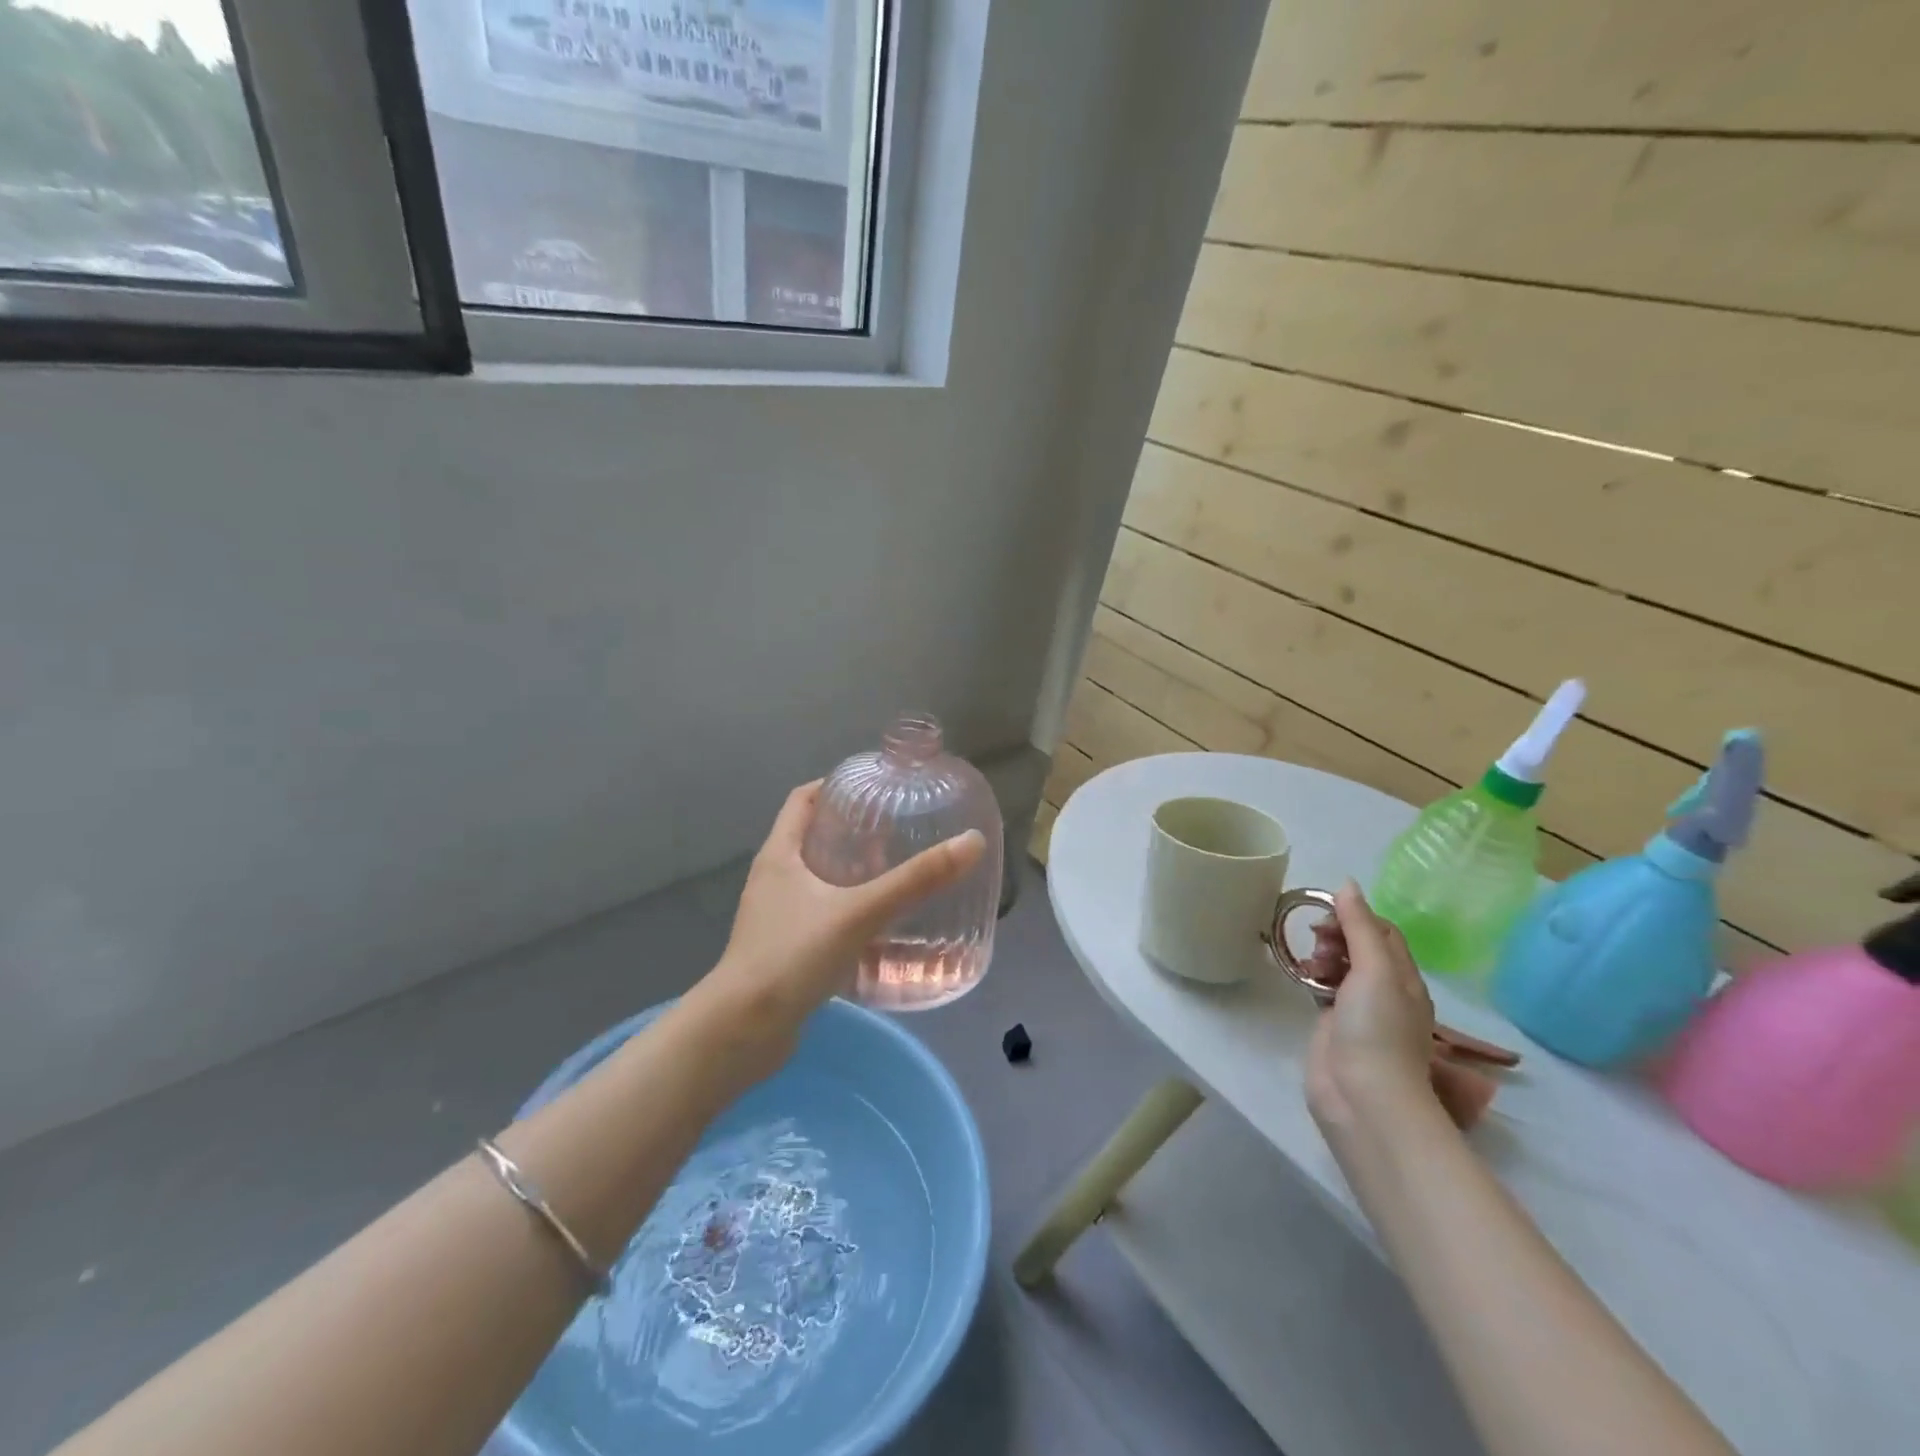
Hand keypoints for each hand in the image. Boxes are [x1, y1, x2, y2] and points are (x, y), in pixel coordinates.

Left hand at [680, 781, 985, 1079]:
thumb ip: (915, 880)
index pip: (803, 799)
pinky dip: (849, 914)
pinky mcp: (785, 951)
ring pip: (819, 882)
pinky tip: (881, 930)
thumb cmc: (792, 956)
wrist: (742, 1033)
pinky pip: (822, 919)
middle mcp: (774, 880)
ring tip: (896, 875)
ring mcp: (777, 917)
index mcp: (779, 855)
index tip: (875, 786)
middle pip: (814, 838)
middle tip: (899, 832)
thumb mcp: (859, 912)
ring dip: (853, 876)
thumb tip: (972, 843)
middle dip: (855, 832)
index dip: (836, 785)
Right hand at [1304, 880, 1441, 1136]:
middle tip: (1314, 941)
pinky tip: (1298, 974)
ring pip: (1339, 966)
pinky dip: (1311, 975)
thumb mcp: (1376, 970)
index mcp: (1404, 977)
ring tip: (1306, 962)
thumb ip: (1360, 927)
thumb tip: (1347, 885)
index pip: (1383, 932)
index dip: (1355, 916)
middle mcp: (1384, 990)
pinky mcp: (1332, 1024)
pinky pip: (1322, 988)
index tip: (1324, 915)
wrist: (1362, 1096)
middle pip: (1359, 946)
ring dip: (1321, 954)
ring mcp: (1357, 1009)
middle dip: (1335, 935)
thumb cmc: (1377, 1029)